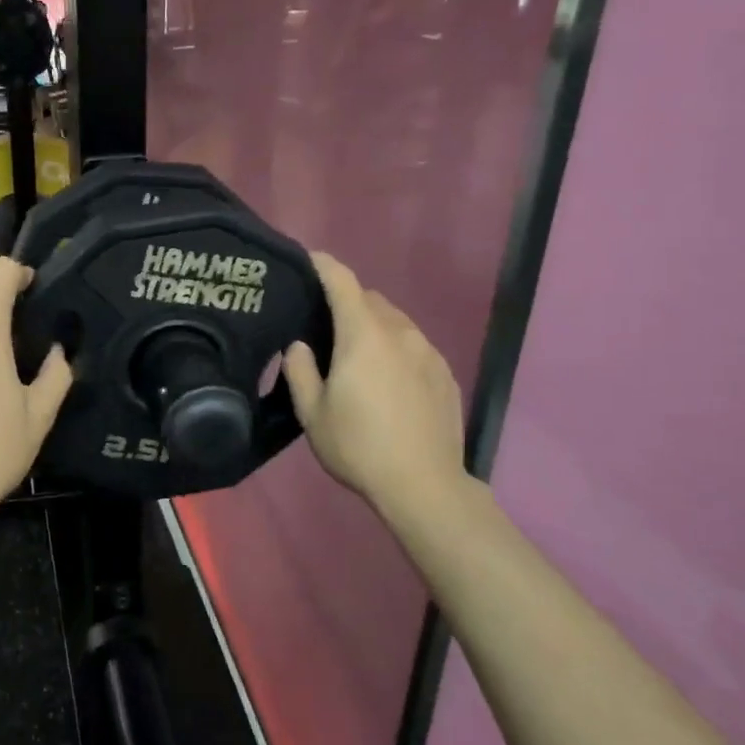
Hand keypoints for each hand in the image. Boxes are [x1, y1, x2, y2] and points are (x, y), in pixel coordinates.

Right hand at [282, 252, 473, 533]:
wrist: (424, 485)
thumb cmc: (359, 446)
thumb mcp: (312, 414)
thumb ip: (301, 371)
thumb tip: (299, 346)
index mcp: (363, 336)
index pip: (343, 282)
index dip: (323, 265)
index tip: (307, 259)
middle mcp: (400, 333)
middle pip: (371, 300)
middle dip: (347, 301)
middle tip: (324, 323)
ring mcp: (428, 352)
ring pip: (396, 322)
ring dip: (374, 325)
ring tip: (356, 354)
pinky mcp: (445, 374)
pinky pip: (415, 345)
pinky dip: (396, 348)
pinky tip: (387, 379)